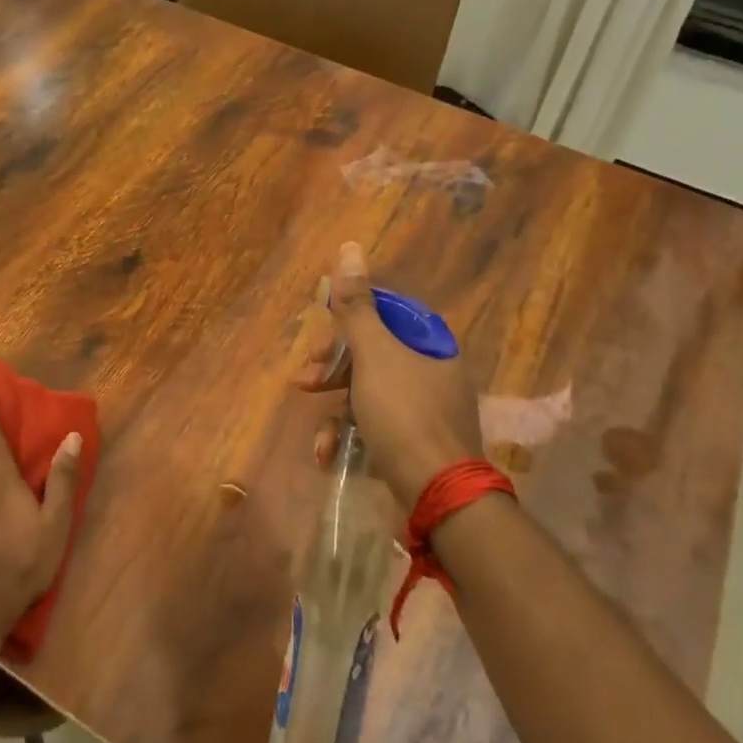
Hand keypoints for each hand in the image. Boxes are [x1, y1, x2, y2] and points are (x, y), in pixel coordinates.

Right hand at [294, 242, 483, 508]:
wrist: (439, 494)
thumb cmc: (404, 414)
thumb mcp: (374, 356)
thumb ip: (356, 306)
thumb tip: (349, 247)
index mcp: (428, 344)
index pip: (385, 314)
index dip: (347, 322)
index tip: (320, 338)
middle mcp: (431, 372)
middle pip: (371, 355)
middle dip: (331, 370)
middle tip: (303, 381)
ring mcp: (424, 411)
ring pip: (367, 394)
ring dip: (335, 412)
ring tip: (318, 437)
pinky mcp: (415, 444)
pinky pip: (376, 427)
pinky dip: (349, 438)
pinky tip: (329, 455)